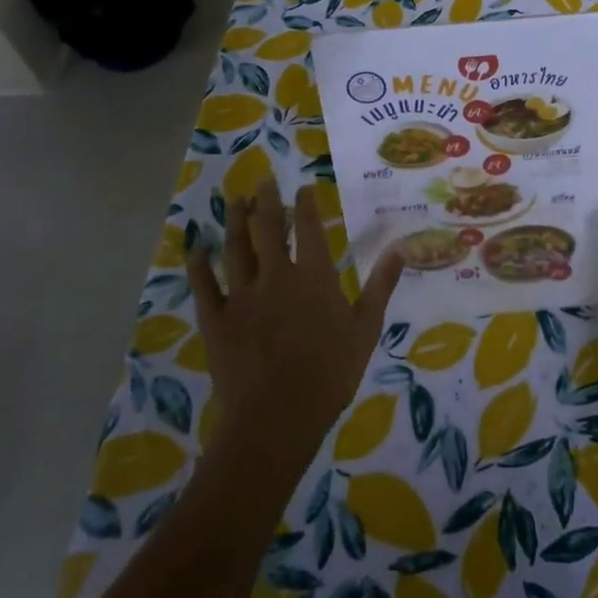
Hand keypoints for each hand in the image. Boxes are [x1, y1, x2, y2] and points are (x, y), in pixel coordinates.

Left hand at [187, 178, 401, 464]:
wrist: (277, 418)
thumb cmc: (330, 373)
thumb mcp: (366, 329)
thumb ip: (380, 285)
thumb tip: (400, 248)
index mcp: (313, 276)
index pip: (309, 228)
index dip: (306, 203)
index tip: (303, 187)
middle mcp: (275, 275)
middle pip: (268, 228)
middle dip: (266, 200)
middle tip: (263, 179)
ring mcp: (241, 296)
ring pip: (235, 248)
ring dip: (235, 221)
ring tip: (235, 199)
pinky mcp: (216, 320)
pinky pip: (204, 285)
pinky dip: (199, 265)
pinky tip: (196, 247)